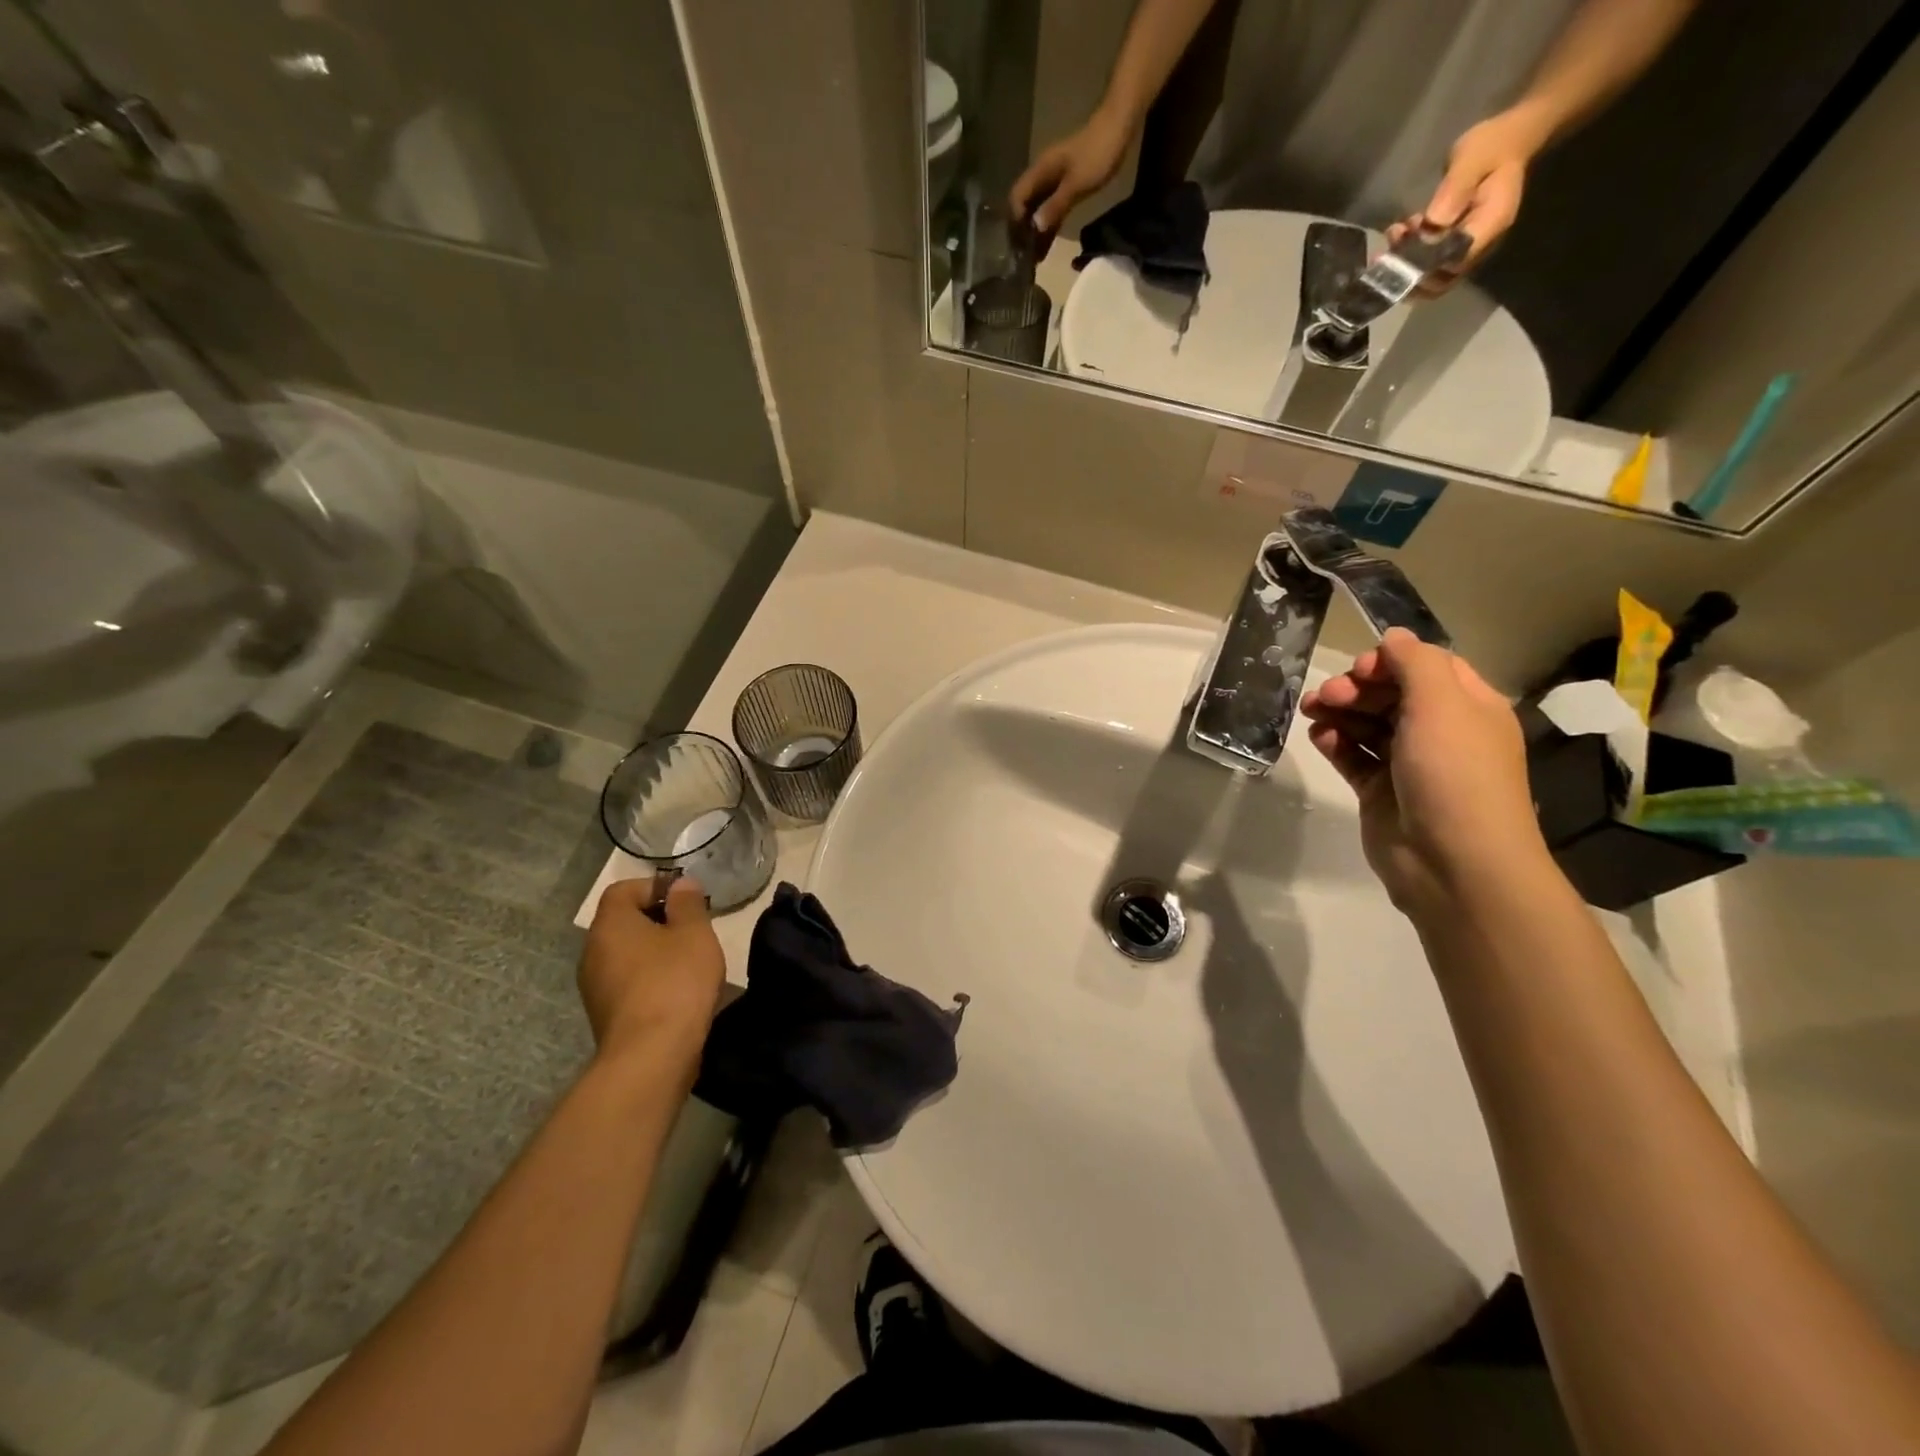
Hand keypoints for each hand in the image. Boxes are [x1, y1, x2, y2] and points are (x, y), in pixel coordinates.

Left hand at [578, 876, 724, 1076]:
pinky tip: (677, 991)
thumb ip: (688, 904)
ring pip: (625, 953)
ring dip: (654, 951)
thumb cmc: (675, 982)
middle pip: (623, 921)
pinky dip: (649, 977)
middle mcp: (592, 951)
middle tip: (692, 929)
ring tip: (689, 961)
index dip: (655, 887)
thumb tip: (680, 884)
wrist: (651, 1056)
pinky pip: (627, 981)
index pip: (623, 889)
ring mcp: (594, 986)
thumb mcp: (694, 933)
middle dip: (658, 919)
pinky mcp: (604, 1014)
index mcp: (610, 925)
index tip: (686, 900)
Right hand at [1009, 105, 1134, 245]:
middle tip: (1025, 258)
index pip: (1017, 198)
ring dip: (1035, 232)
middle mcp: (1042, 175)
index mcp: (1040, 171)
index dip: (1015, 222)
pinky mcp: (1066, 184)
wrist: (1120, 126)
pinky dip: (1048, 225)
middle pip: (1024, 206)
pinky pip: (1051, 208)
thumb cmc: (1098, 153)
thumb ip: (1055, 206)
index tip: (1019, 246)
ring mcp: (1054, 180)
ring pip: (1037, 209)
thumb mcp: (1076, 184)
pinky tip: (1047, 244)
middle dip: (1022, 231)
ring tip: (1034, 258)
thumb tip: (1034, 228)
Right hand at [1301, 629, 1548, 913]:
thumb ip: (1415, 663)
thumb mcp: (1442, 705)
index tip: (1360, 670)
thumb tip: (1393, 636)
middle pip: (1391, 694)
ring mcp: (1409, 765)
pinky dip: (1335, 744)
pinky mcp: (1381, 792)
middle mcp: (1441, 733)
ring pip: (1367, 725)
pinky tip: (1318, 739)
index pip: (1427, 667)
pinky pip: (1354, 758)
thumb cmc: (1454, 775)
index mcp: (1468, 708)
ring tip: (1311, 713)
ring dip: (1338, 713)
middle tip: (1326, 696)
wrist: (1452, 863)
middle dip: (1356, 688)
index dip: (1389, 661)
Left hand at [1388, 111, 1539, 296]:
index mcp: (1490, 224)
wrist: (1506, 140)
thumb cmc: (1492, 145)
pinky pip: (1428, 263)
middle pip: (1440, 281)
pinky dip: (1409, 254)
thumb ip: (1454, 191)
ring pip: (1430, 276)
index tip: (1403, 252)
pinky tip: (1398, 232)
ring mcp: (1465, 248)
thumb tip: (1433, 223)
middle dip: (1409, 272)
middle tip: (1390, 248)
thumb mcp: (1473, 159)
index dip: (1426, 268)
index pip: (1455, 263)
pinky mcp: (1452, 245)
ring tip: (1394, 233)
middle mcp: (1480, 244)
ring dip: (1405, 264)